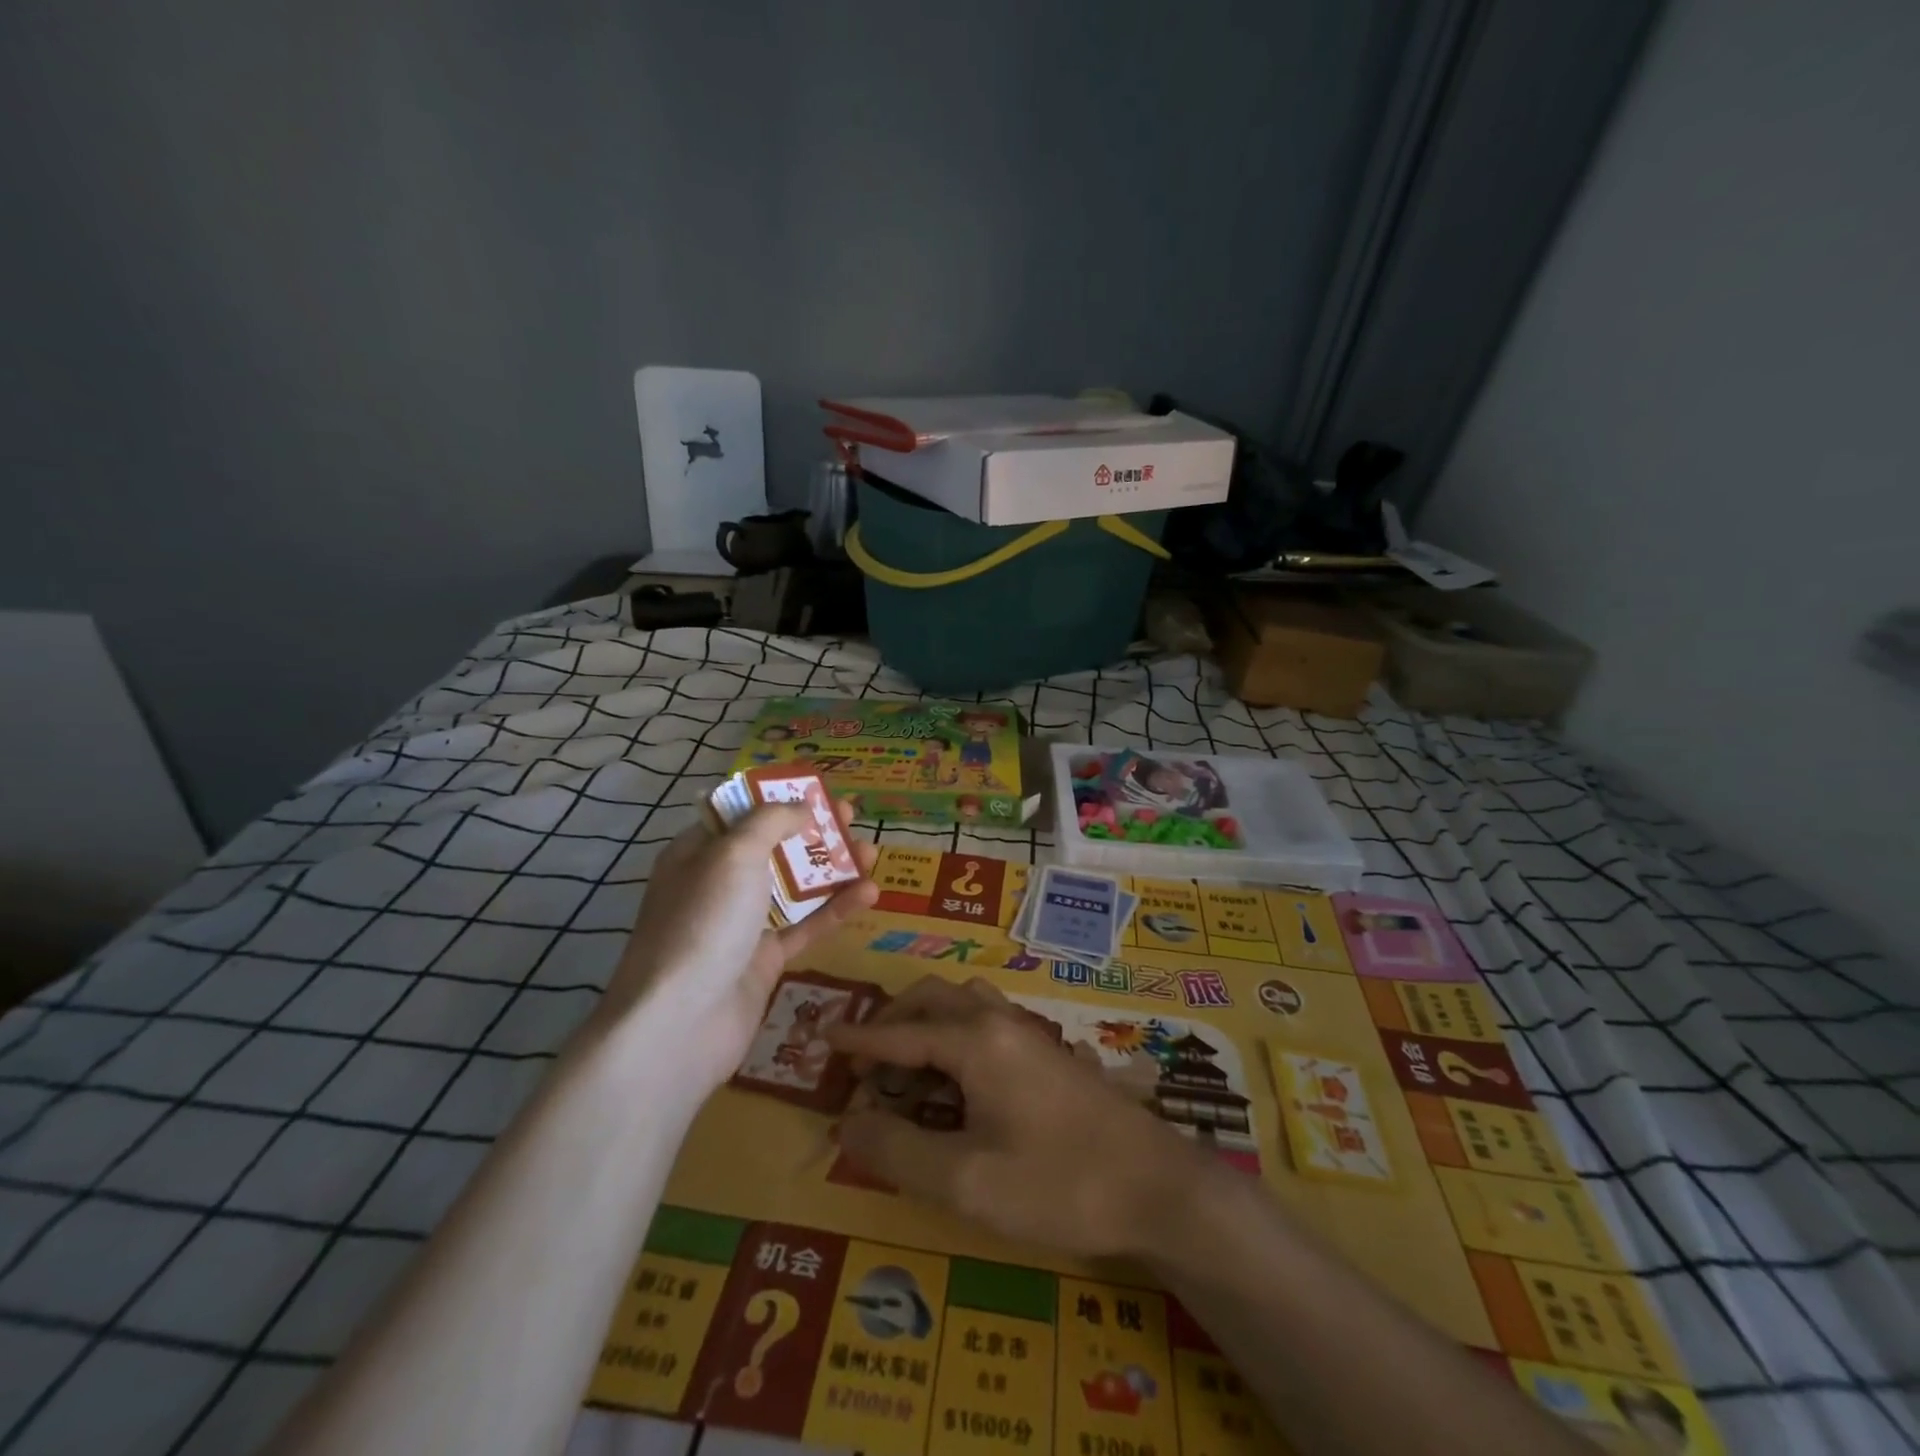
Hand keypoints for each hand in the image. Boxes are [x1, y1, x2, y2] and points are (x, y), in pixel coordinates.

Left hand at [602, 798, 878, 1088]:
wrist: (680, 1024)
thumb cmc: (704, 922)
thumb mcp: (734, 854)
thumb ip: (771, 821)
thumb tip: (802, 807)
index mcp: (698, 853)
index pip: (741, 815)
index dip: (779, 799)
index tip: (819, 792)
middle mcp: (718, 885)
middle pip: (773, 848)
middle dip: (813, 831)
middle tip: (851, 817)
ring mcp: (741, 925)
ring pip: (794, 888)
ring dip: (832, 869)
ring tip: (872, 853)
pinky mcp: (763, 961)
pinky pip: (805, 926)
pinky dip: (835, 909)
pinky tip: (869, 893)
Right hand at [824, 976, 1213, 1258]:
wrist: (1155, 1186)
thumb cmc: (1057, 1182)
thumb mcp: (965, 1180)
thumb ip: (897, 1150)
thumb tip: (844, 1123)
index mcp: (975, 1041)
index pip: (900, 1033)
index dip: (858, 1040)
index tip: (822, 1038)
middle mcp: (1000, 1022)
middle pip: (933, 999)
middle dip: (893, 1021)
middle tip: (864, 1060)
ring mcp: (1030, 1034)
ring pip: (965, 1003)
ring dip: (928, 1021)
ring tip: (907, 1065)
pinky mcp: (1049, 1053)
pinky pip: (988, 1021)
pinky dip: (956, 1033)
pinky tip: (958, 1078)